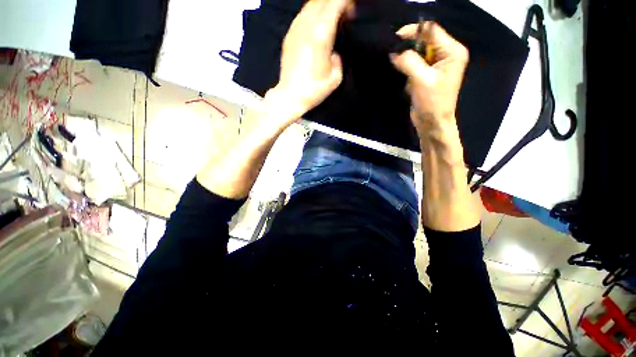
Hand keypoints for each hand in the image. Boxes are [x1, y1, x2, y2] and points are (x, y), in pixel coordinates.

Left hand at [273, 0, 349, 122]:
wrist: (291, 95)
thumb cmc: (314, 89)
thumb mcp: (335, 78)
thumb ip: (338, 60)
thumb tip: (334, 53)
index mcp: (321, 34)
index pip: (335, 4)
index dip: (345, 2)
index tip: (352, 10)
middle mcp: (307, 25)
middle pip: (322, 0)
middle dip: (336, 2)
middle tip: (345, 14)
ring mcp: (295, 29)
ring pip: (310, 4)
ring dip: (323, 5)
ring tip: (331, 17)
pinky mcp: (289, 35)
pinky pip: (302, 15)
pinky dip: (312, 13)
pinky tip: (317, 24)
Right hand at [390, 22, 468, 135]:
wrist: (432, 123)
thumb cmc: (432, 103)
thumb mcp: (421, 80)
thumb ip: (408, 62)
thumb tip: (393, 52)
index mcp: (451, 51)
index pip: (431, 31)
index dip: (413, 31)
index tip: (395, 39)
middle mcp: (445, 54)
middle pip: (423, 41)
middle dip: (408, 48)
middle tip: (393, 55)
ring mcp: (436, 65)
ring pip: (417, 54)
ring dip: (406, 61)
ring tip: (399, 69)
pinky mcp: (427, 75)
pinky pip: (414, 65)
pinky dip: (407, 70)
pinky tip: (406, 81)